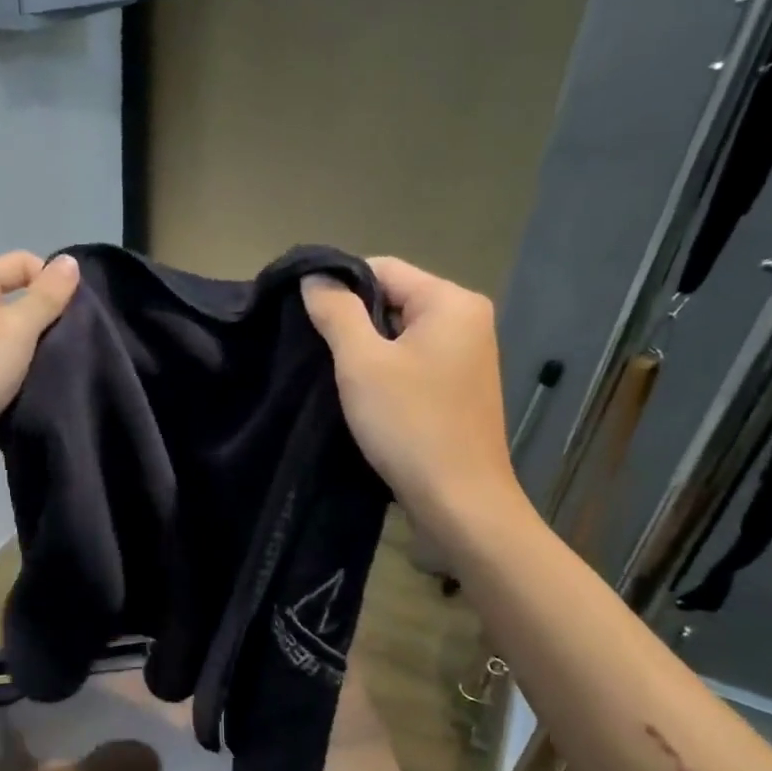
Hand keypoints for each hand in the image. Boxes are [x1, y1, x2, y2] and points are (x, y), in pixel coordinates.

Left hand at [0, 250, 80, 489]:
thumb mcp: (17, 328)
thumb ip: (47, 295)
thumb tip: (70, 262)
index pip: (22, 263)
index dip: (51, 282)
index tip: (74, 315)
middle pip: (17, 297)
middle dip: (47, 316)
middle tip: (72, 342)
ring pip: (12, 333)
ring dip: (36, 347)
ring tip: (59, 364)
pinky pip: (2, 361)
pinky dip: (21, 369)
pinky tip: (38, 384)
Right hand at [302, 257, 523, 530]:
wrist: (459, 501)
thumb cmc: (410, 424)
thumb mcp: (362, 363)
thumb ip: (337, 312)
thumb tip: (314, 277)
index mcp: (452, 302)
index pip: (383, 269)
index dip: (339, 286)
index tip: (304, 316)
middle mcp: (467, 321)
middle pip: (394, 299)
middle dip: (353, 321)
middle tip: (315, 350)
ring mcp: (467, 357)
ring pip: (400, 335)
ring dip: (366, 350)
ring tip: (334, 375)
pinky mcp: (459, 389)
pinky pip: (413, 362)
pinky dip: (385, 372)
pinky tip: (363, 396)